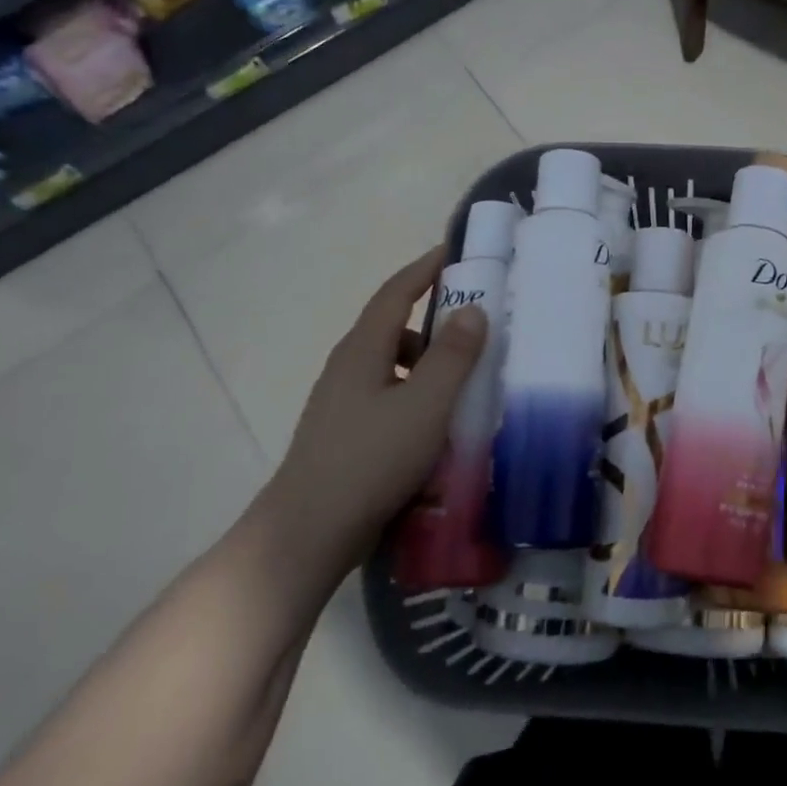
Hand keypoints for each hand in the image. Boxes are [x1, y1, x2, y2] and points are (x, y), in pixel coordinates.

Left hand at [258, 248, 485, 580]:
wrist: (308, 533)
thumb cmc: (371, 460)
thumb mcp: (426, 404)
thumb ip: (453, 356)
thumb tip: (472, 309)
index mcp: (362, 350)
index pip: (395, 293)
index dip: (424, 269)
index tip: (453, 252)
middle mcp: (347, 367)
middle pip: (393, 327)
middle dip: (434, 318)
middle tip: (477, 321)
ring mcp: (342, 403)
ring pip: (391, 365)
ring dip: (427, 361)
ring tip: (465, 378)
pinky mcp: (345, 434)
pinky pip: (388, 395)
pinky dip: (417, 393)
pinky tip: (437, 422)